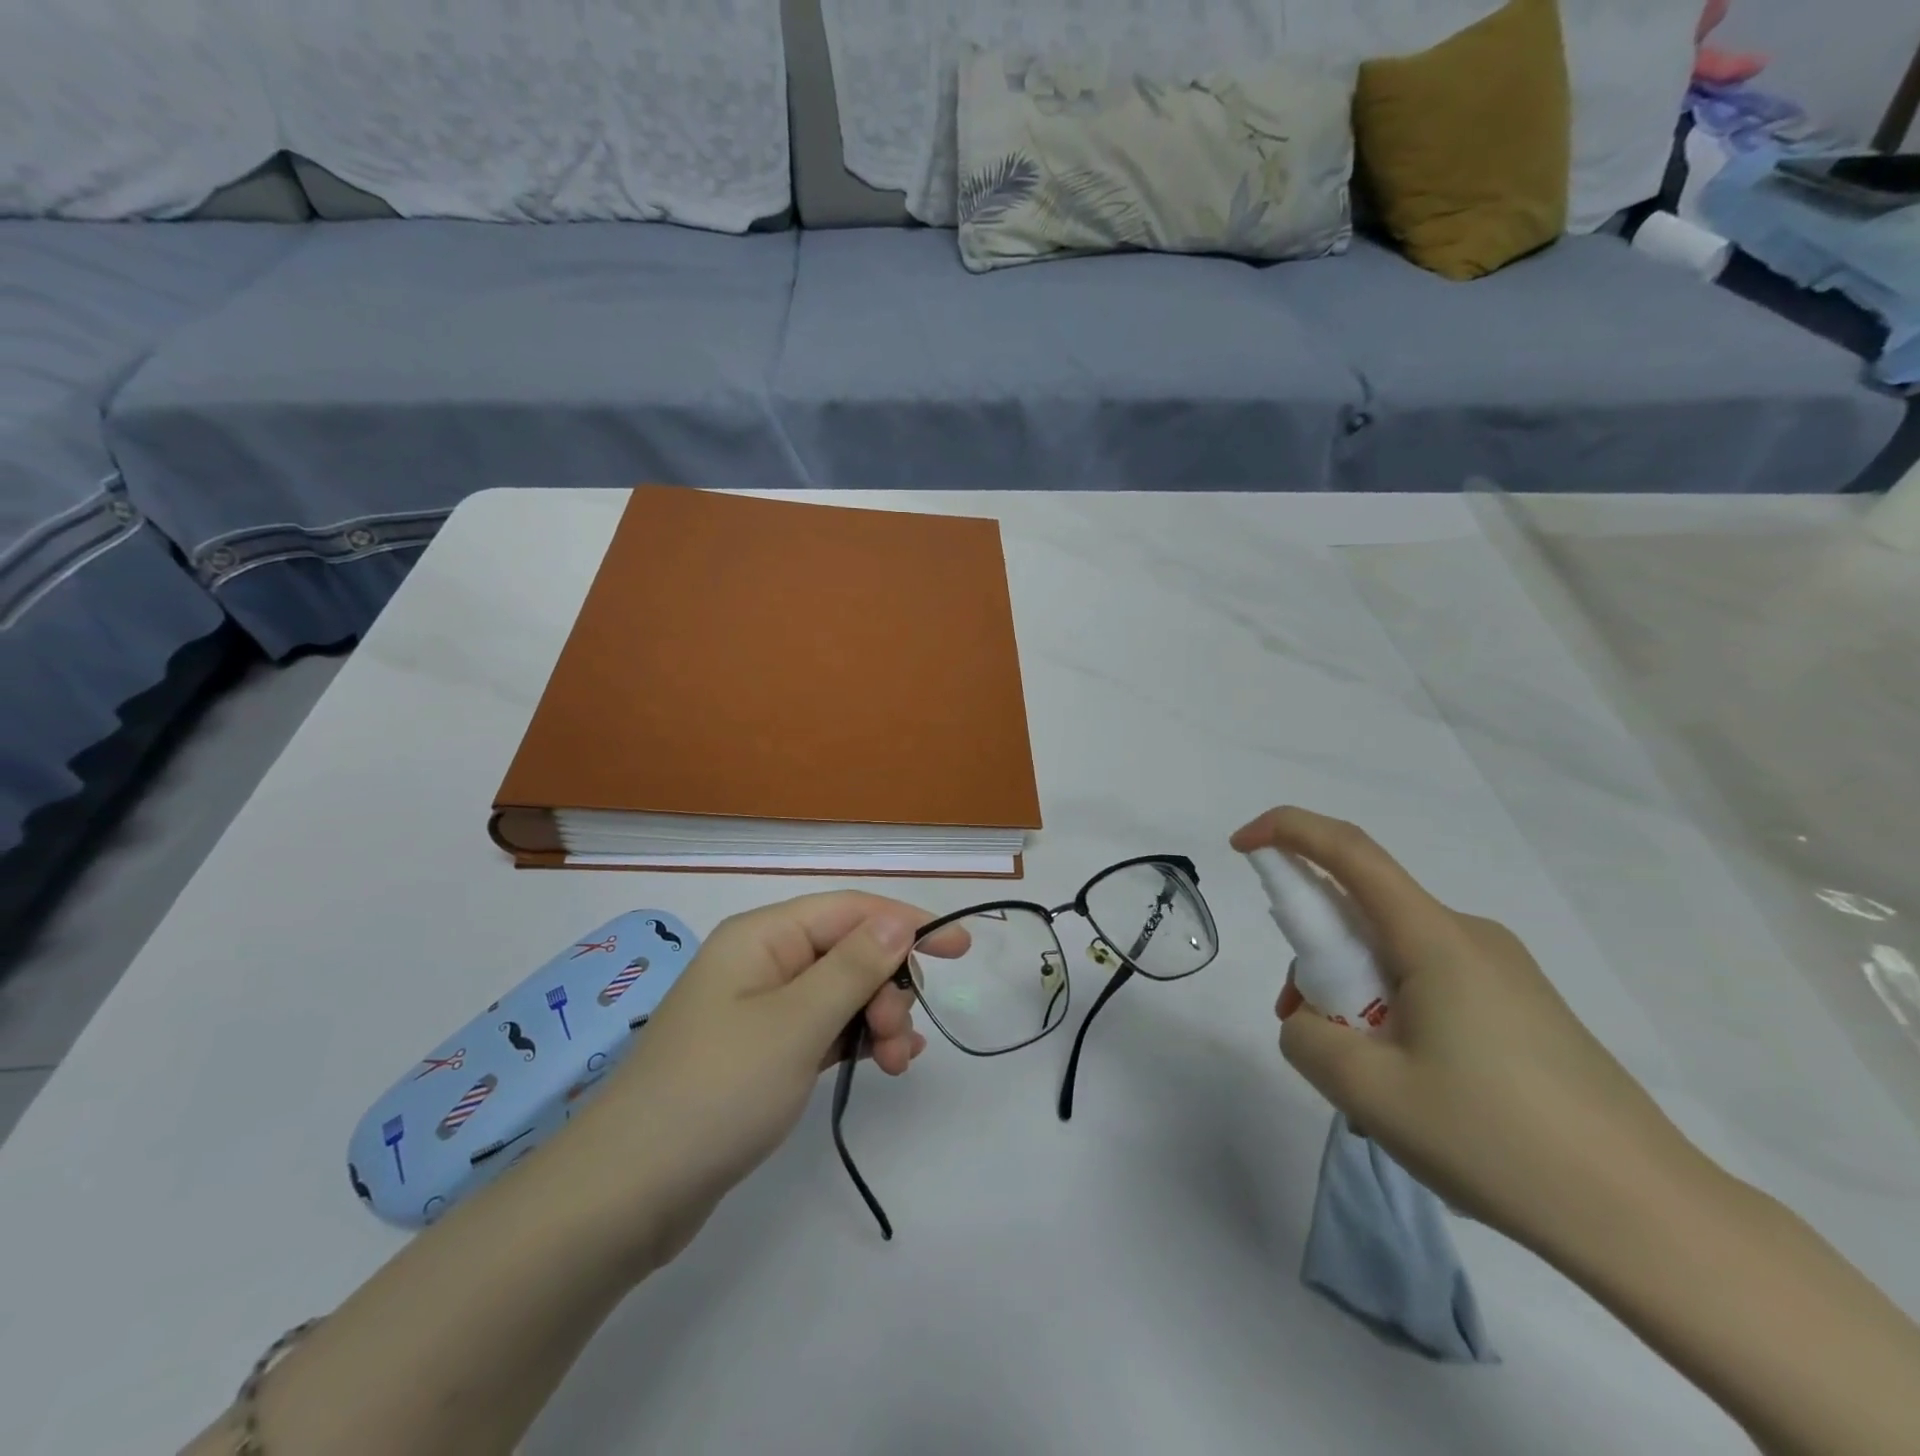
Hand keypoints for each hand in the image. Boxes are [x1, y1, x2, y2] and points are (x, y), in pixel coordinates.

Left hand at [577, 892, 929, 1263]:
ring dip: (878, 1018)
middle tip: (898, 1035)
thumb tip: (899, 921)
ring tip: (898, 1063)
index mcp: (762, 937)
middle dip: (887, 985)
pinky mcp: (763, 1053)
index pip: (850, 910)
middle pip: (849, 951)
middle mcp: (762, 961)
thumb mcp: (795, 1024)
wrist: (626, 1194)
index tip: (961, 948)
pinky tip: (885, 1061)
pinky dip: (857, 1040)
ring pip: (842, 993)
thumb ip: (853, 968)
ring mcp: (761, 1009)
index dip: (908, 923)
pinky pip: (825, 1029)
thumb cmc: (716, 1092)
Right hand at [1230, 807, 1708, 1255]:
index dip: (1286, 831)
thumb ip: (1306, 1038)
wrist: (1653, 1221)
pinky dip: (1391, 1015)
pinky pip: (1428, 985)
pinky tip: (1410, 1091)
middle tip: (1305, 1025)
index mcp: (1434, 938)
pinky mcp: (1521, 1008)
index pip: (1348, 851)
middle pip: (1364, 913)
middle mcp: (1469, 936)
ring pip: (1392, 955)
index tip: (1240, 846)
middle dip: (1315, 954)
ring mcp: (1502, 972)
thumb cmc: (1499, 1141)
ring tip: (1364, 1083)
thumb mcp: (1368, 1093)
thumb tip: (1309, 1021)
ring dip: (1353, 996)